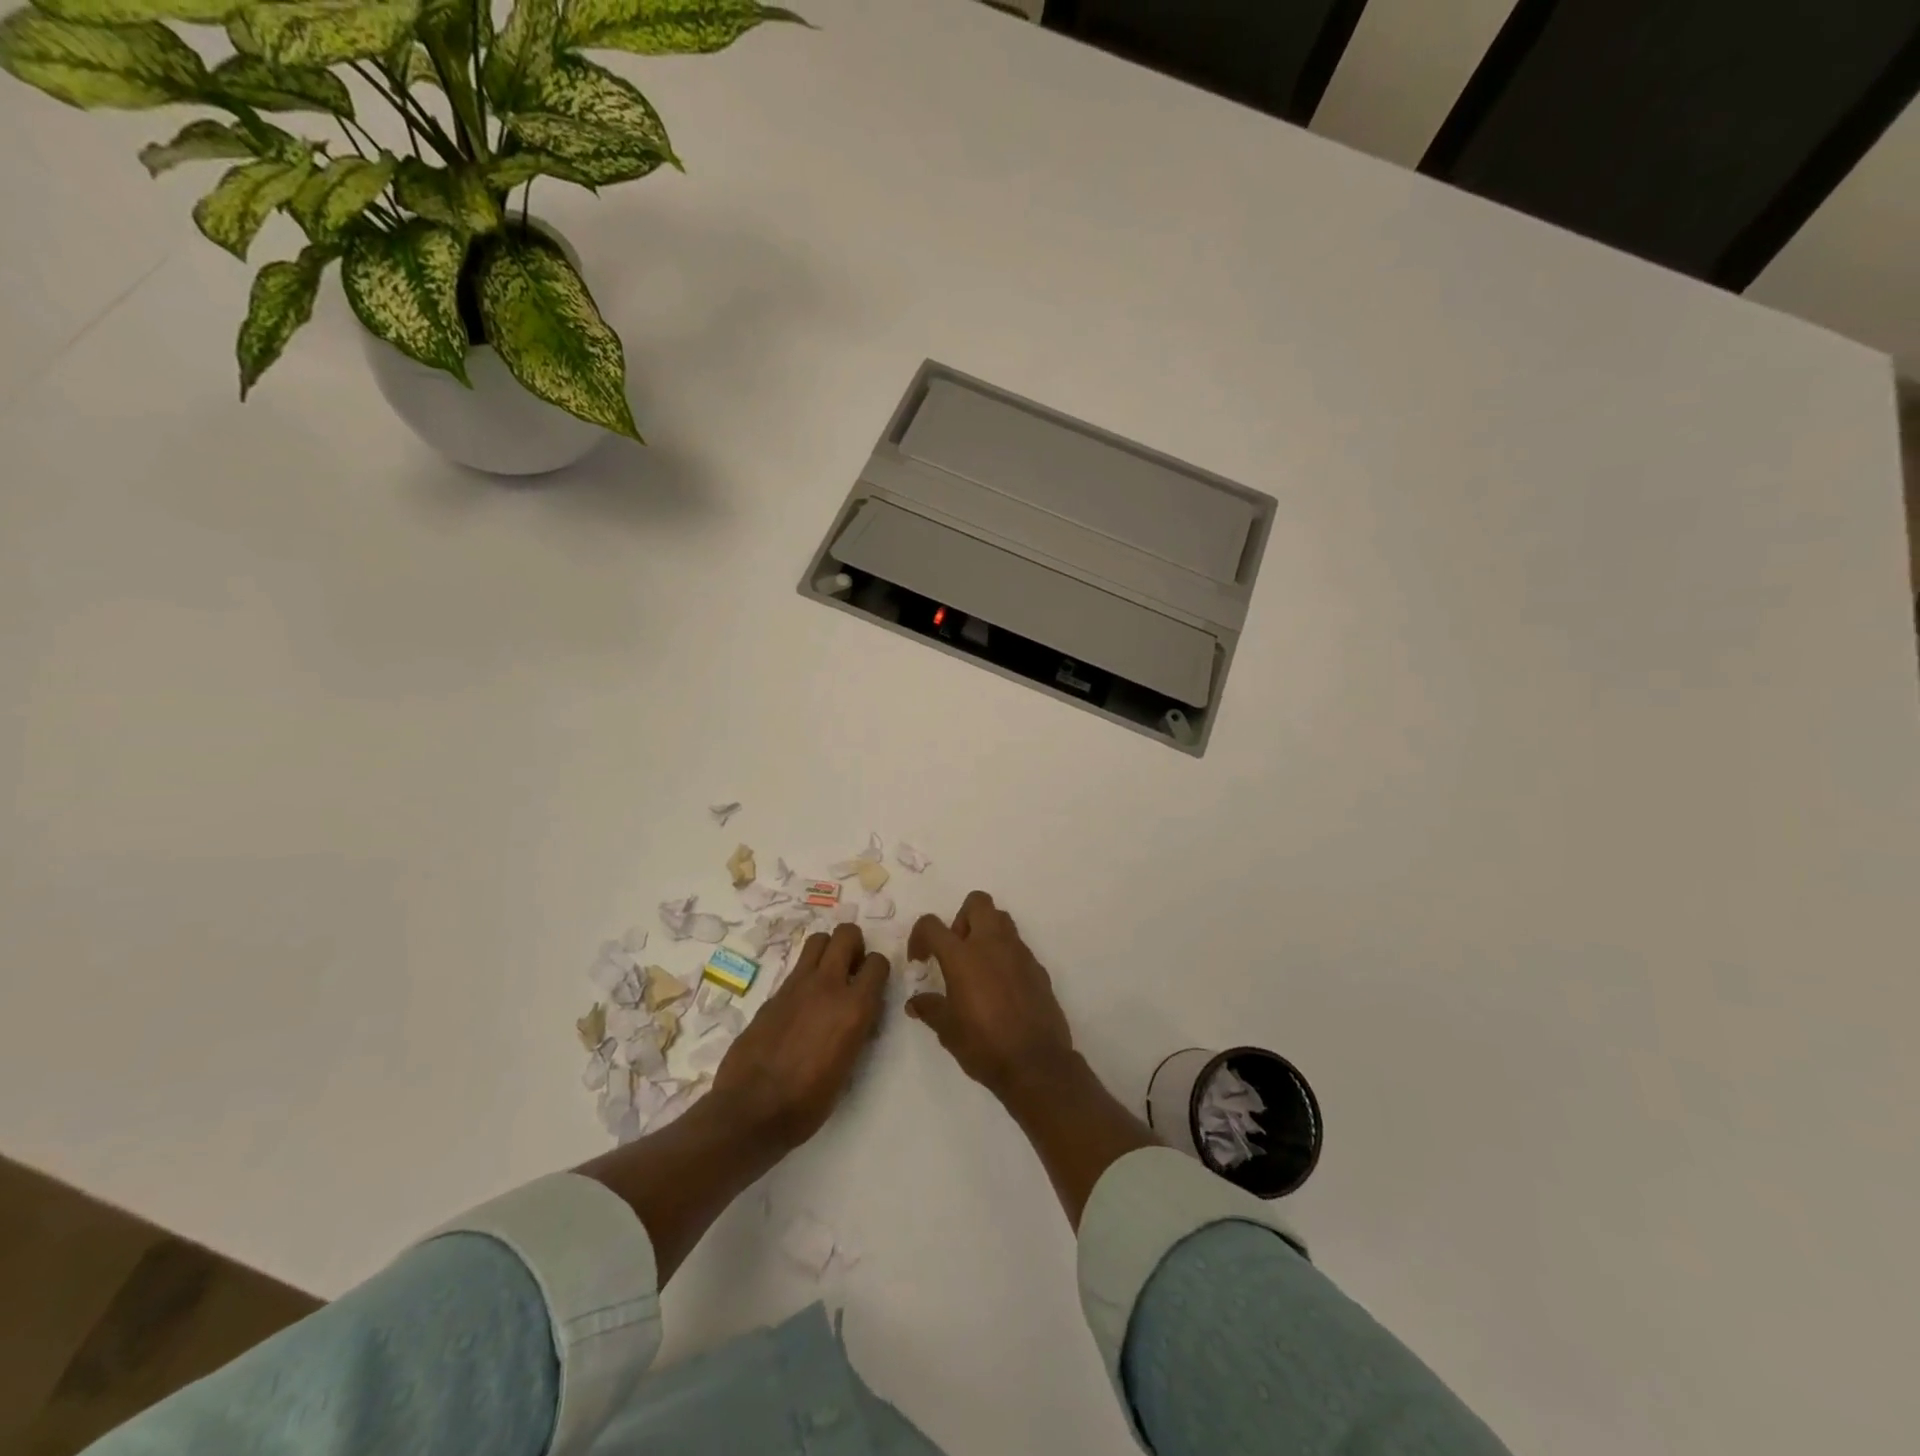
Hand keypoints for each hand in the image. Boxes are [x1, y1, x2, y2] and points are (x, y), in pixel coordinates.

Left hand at [712, 924, 889, 1150]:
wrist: (751, 1110)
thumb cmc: (808, 1102)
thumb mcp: (849, 1067)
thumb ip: (856, 1029)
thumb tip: (858, 1014)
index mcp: (854, 1007)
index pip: (878, 962)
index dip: (877, 971)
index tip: (873, 986)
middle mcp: (827, 985)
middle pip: (846, 934)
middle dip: (854, 945)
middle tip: (851, 970)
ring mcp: (796, 985)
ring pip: (818, 940)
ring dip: (828, 951)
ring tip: (827, 977)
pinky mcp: (773, 994)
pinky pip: (797, 969)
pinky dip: (805, 976)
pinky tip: (801, 1005)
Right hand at [906, 891, 1075, 1102]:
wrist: (1036, 1063)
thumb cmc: (984, 1045)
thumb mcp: (947, 1030)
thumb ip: (930, 1008)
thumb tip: (915, 1002)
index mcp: (963, 956)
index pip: (932, 925)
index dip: (920, 936)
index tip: (920, 960)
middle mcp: (992, 944)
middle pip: (977, 902)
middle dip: (961, 918)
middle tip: (956, 950)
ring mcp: (1019, 953)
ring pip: (1002, 919)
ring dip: (986, 932)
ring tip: (978, 966)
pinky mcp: (1038, 967)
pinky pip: (1018, 947)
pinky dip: (1005, 955)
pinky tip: (1001, 987)